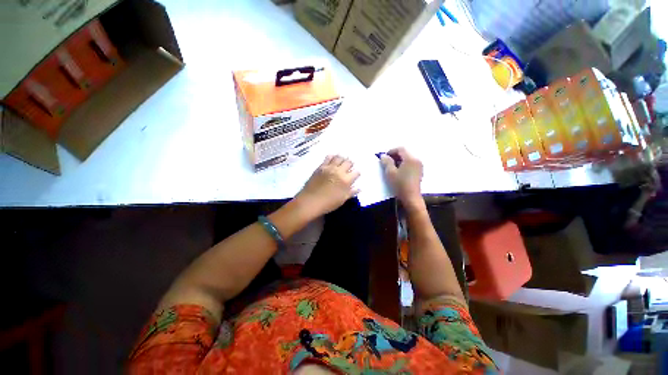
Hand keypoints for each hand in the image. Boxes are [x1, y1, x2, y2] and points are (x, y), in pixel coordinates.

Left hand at [296, 155, 359, 217]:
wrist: (310, 201)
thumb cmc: (328, 203)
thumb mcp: (342, 200)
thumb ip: (351, 192)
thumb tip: (359, 188)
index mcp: (346, 180)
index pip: (356, 172)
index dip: (356, 173)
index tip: (355, 176)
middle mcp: (339, 171)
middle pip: (348, 162)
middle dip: (350, 164)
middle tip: (349, 167)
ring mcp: (329, 168)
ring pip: (339, 158)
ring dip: (342, 159)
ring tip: (342, 161)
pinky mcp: (321, 166)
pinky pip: (328, 157)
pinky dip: (332, 157)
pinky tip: (333, 158)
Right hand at [380, 147, 424, 211]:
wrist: (411, 197)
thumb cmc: (400, 184)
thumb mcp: (390, 172)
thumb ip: (386, 162)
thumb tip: (383, 156)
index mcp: (410, 158)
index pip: (401, 149)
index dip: (391, 151)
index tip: (384, 157)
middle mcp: (416, 160)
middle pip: (405, 153)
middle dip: (395, 156)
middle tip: (386, 162)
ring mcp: (419, 166)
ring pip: (408, 158)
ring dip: (399, 160)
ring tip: (391, 167)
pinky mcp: (419, 172)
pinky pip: (410, 163)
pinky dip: (404, 164)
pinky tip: (398, 172)